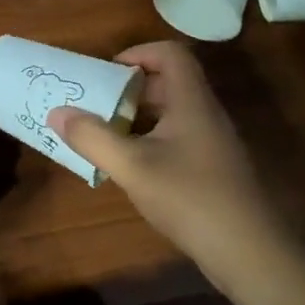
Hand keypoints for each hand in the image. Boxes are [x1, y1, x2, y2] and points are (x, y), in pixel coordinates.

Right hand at [48, 42, 281, 289]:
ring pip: (171, 113)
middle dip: (129, 88)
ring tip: (105, 134)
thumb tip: (56, 112)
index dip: (138, 53)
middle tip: (96, 104)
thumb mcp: (132, 166)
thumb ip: (92, 137)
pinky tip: (130, 167)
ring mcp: (212, 143)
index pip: (170, 54)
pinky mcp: (213, 169)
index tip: (107, 73)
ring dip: (137, 117)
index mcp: (191, 101)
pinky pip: (177, 138)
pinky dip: (150, 141)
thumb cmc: (189, 197)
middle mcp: (205, 114)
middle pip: (168, 82)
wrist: (248, 251)